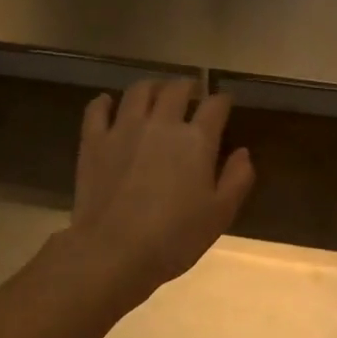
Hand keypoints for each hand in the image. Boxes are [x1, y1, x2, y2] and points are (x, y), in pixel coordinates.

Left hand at [67, 79, 254, 300]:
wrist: (114, 251)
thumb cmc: (174, 237)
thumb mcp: (219, 214)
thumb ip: (237, 179)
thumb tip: (243, 152)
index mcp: (197, 140)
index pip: (215, 105)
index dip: (222, 100)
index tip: (224, 103)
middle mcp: (161, 123)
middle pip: (176, 89)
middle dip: (187, 86)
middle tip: (190, 93)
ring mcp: (124, 128)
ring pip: (139, 91)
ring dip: (152, 87)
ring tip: (156, 93)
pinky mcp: (94, 141)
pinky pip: (97, 109)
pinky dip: (104, 102)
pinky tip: (108, 103)